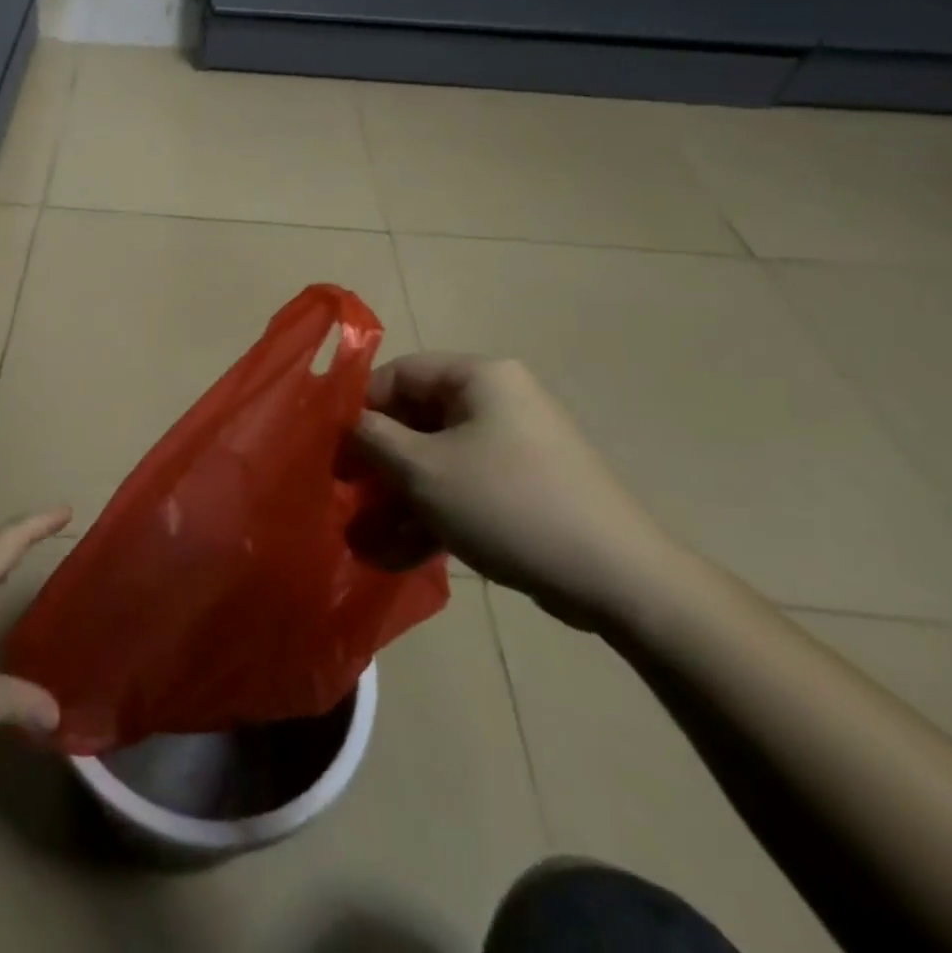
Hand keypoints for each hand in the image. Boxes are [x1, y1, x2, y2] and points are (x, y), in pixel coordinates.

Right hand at [353, 353, 680, 630]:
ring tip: (362, 537)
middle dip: (377, 462)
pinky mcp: (525, 488)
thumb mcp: (423, 469)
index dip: (359, 408)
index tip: (333, 449)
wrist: (618, 579)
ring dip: (397, 497)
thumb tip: (348, 426)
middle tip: (345, 494)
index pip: (399, 374)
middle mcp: (498, 401)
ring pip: (437, 460)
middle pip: (416, 419)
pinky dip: (431, 514)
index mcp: (479, 378)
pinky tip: (395, 554)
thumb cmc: (507, 504)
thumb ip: (373, 439)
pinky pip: (464, 488)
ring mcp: (514, 447)